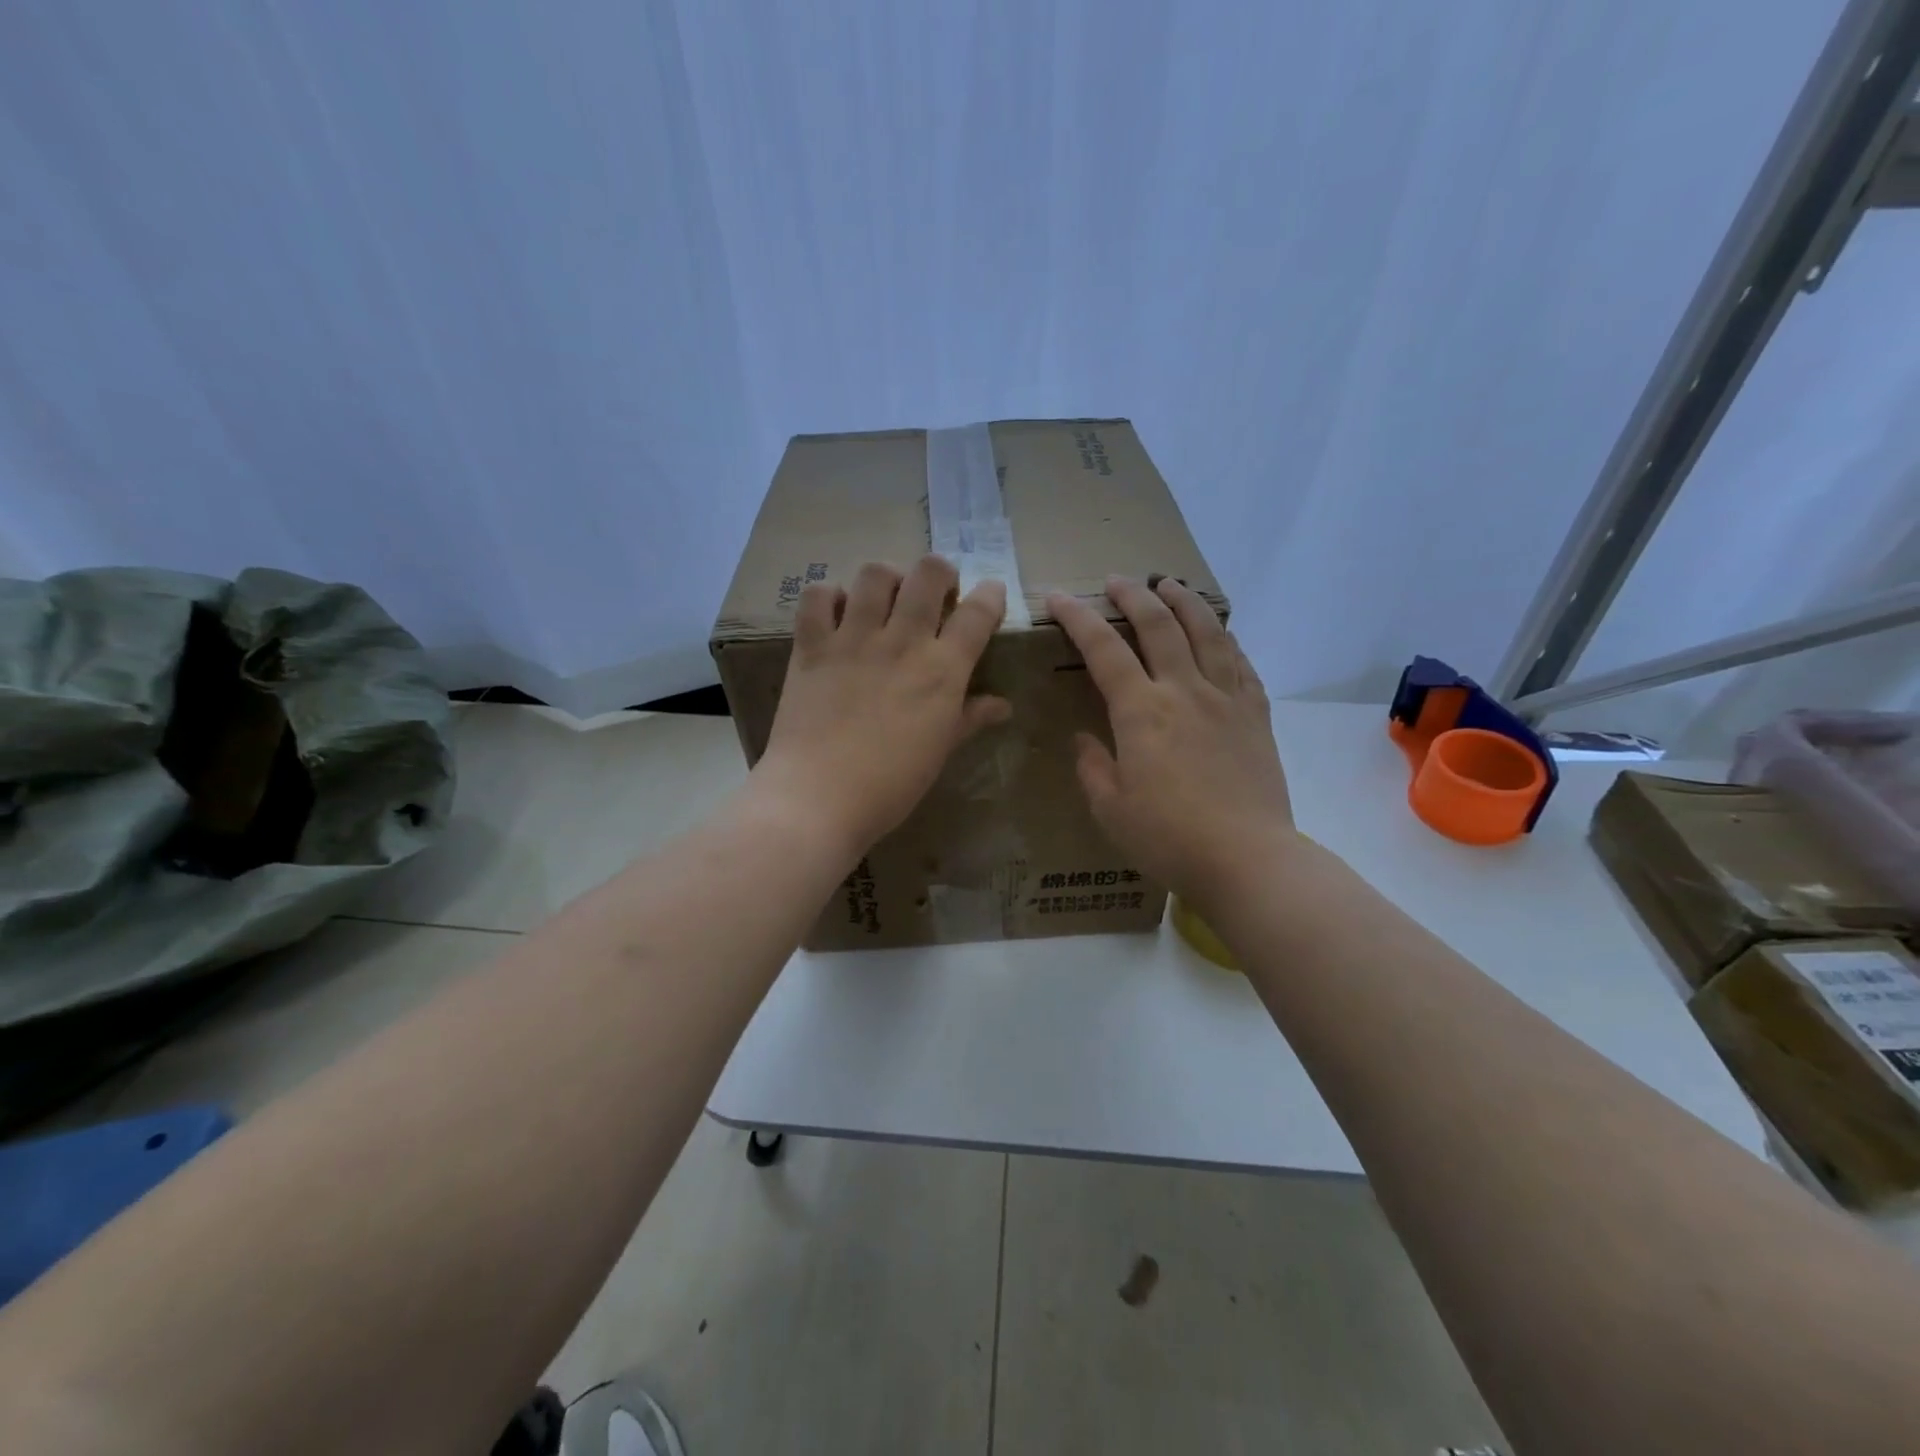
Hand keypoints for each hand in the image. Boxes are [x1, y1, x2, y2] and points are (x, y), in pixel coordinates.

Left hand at [758, 556, 1009, 854]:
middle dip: (940, 573)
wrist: (818, 798)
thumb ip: (969, 719)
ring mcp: (853, 639)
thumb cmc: (890, 785)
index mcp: (942, 671)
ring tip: (886, 598)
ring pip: (876, 573)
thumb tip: (1002, 705)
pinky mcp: (811, 646)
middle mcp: (902, 642)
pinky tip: (837, 613)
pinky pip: (818, 597)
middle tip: (935, 595)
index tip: (990, 596)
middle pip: (929, 574)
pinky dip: (830, 596)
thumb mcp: (939, 752)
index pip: (978, 613)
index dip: (990, 595)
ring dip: (888, 578)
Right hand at [1047, 576, 1293, 905]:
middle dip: (1134, 595)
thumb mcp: (1110, 809)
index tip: (1060, 598)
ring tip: (1170, 583)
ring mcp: (1226, 699)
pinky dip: (1226, 639)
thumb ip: (1093, 767)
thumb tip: (1085, 739)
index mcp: (1142, 712)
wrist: (1248, 859)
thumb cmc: (1169, 838)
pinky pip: (1241, 663)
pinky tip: (1220, 633)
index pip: (1104, 650)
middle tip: (1117, 581)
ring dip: (1185, 601)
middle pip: (1159, 625)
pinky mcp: (1256, 715)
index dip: (1079, 618)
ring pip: (1207, 632)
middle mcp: (1184, 691)